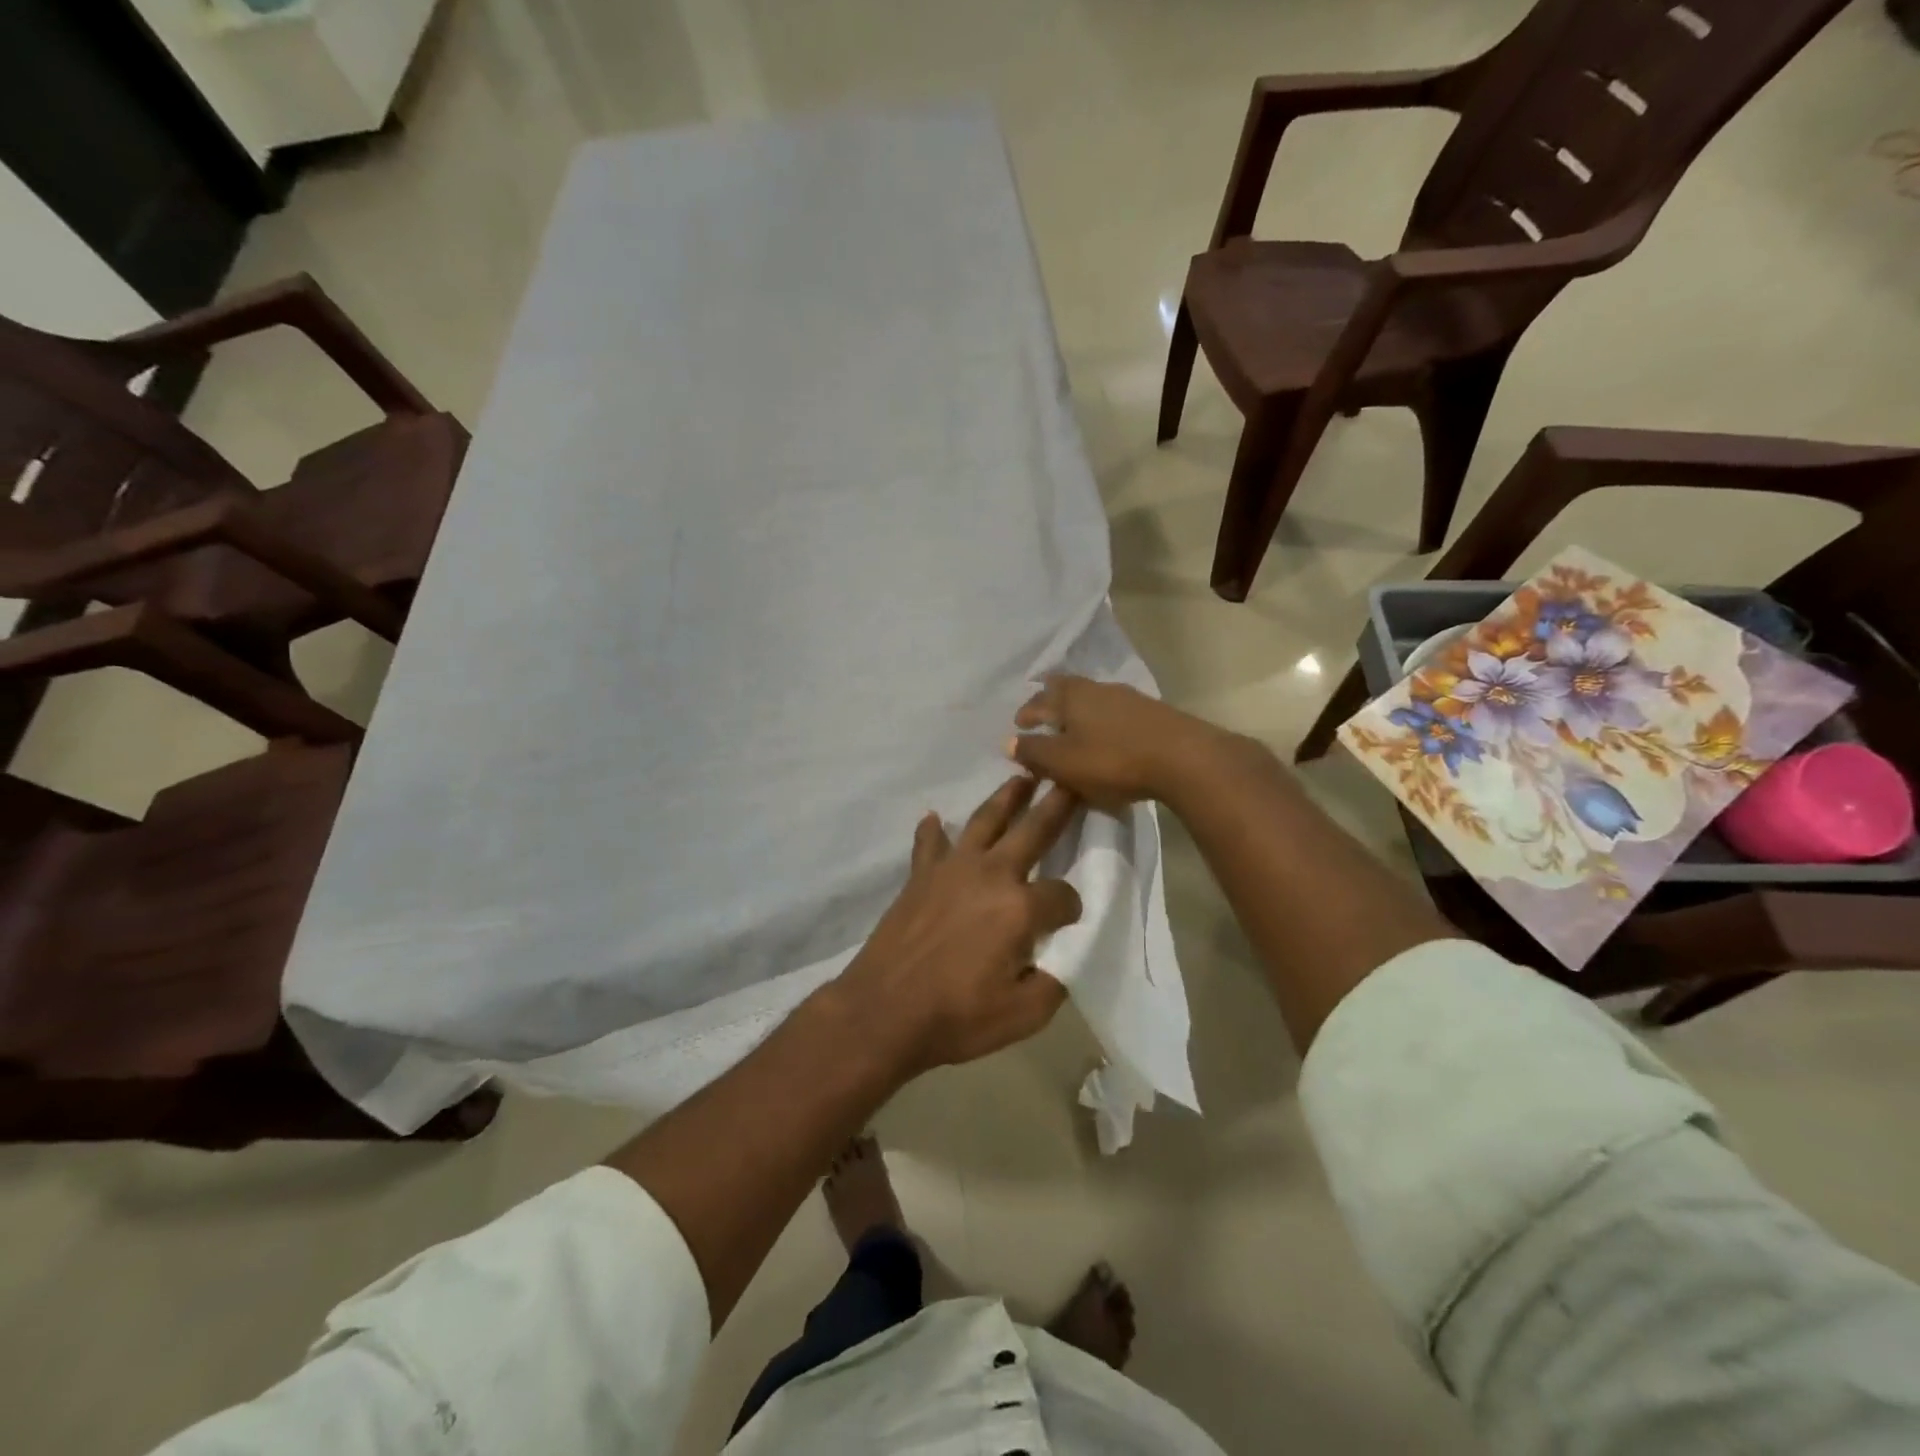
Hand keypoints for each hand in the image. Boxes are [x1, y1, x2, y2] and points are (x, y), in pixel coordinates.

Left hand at [832, 775, 1083, 1077]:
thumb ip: (1053, 982)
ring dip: (1005, 798)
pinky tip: (934, 818)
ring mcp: (951, 870)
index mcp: (1020, 908)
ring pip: (984, 821)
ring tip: (1020, 777)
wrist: (882, 1010)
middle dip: (1056, 804)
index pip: (1063, 896)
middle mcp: (990, 875)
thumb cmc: (956, 1016)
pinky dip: (932, 830)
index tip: (1069, 920)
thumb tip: (1059, 958)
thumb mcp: (1023, 1015)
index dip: (1072, 908)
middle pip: (1032, 831)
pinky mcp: (920, 876)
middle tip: (1069, 778)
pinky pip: (929, 844)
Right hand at [1006, 675, 1231, 811]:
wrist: (1184, 758)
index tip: (1019, 724)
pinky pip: (1114, 711)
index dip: (1026, 713)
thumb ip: (1034, 752)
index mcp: (1070, 697)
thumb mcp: (1064, 762)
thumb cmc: (1113, 760)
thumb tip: (1008, 742)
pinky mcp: (1152, 712)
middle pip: (1067, 689)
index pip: (1039, 700)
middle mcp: (1096, 689)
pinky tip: (1106, 735)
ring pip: (1092, 699)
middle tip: (1042, 715)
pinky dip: (1101, 720)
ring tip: (1072, 727)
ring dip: (1077, 711)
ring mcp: (1127, 697)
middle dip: (1050, 701)